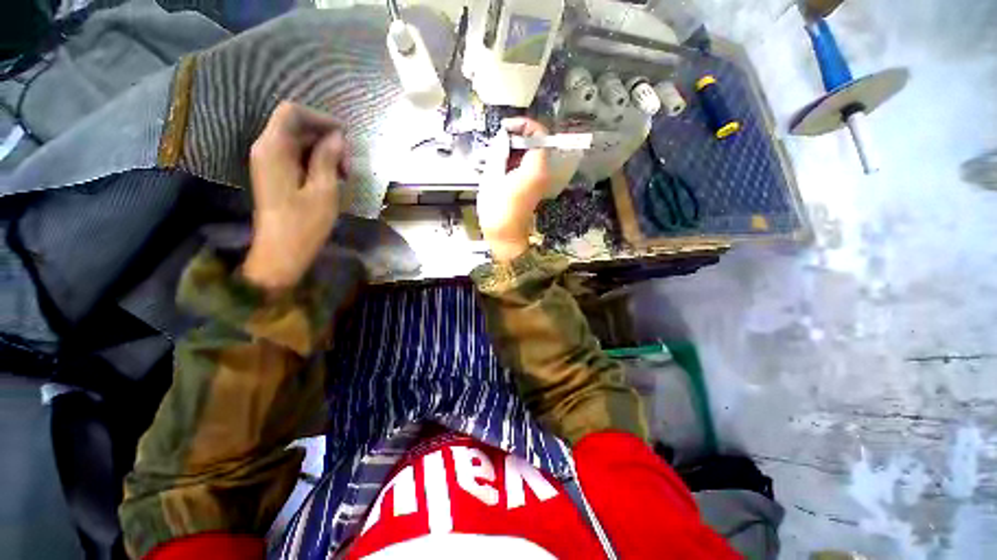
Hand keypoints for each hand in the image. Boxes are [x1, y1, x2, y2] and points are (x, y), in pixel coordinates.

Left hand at [242, 102, 346, 291]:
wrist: (281, 252)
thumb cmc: (304, 223)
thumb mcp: (323, 190)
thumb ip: (328, 158)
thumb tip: (337, 137)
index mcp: (273, 148)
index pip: (292, 112)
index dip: (321, 118)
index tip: (345, 136)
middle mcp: (266, 149)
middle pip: (296, 126)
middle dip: (326, 138)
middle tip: (348, 165)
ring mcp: (268, 162)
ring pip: (298, 142)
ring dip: (323, 152)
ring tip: (344, 175)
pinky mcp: (274, 174)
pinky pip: (295, 156)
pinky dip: (315, 161)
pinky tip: (331, 178)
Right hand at [477, 118, 550, 262]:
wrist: (505, 237)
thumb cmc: (497, 210)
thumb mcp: (493, 177)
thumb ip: (499, 152)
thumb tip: (503, 136)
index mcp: (535, 168)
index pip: (539, 134)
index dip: (523, 125)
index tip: (505, 128)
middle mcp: (542, 172)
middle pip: (535, 143)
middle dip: (516, 138)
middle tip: (496, 142)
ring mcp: (539, 180)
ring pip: (529, 154)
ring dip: (513, 150)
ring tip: (494, 155)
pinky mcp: (532, 187)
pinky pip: (526, 166)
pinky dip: (514, 161)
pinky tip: (499, 166)